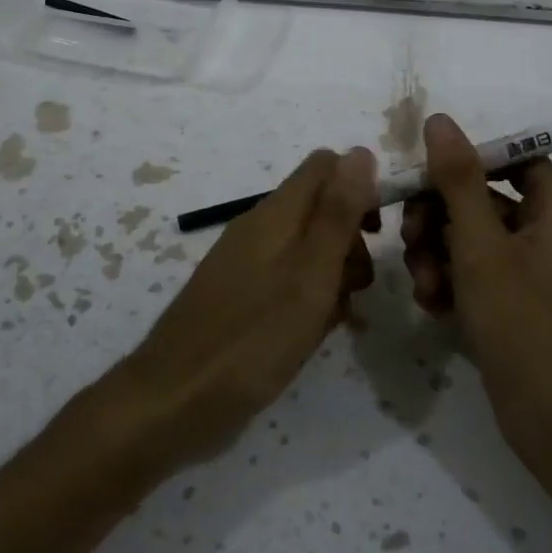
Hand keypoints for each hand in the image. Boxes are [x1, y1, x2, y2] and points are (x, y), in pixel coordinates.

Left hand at [120, 148, 378, 463]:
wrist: (174, 401)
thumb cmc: (252, 338)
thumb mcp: (310, 274)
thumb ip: (337, 214)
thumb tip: (360, 151)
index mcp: (276, 214)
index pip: (325, 166)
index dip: (359, 188)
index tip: (377, 233)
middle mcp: (259, 229)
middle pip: (320, 208)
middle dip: (350, 241)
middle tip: (358, 286)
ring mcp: (246, 264)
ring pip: (307, 249)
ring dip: (333, 275)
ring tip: (338, 318)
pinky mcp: (240, 298)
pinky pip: (287, 282)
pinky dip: (308, 300)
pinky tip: (314, 334)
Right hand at [401, 113, 551, 459]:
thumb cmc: (522, 321)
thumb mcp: (480, 245)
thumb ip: (458, 180)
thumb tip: (440, 120)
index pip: (510, 157)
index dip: (465, 161)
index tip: (423, 177)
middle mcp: (549, 230)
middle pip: (483, 197)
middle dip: (439, 217)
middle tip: (411, 239)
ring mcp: (534, 269)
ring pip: (472, 237)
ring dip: (438, 254)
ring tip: (423, 286)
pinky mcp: (517, 301)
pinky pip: (477, 272)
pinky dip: (452, 281)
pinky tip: (434, 306)